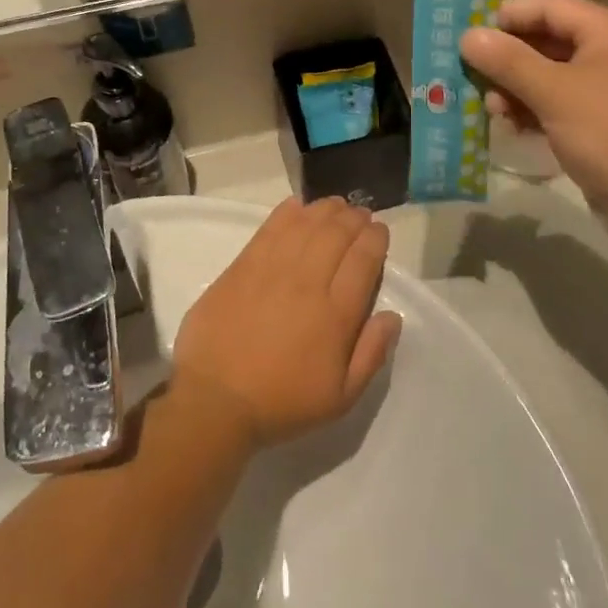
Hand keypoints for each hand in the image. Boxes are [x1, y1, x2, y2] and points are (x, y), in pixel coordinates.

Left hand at [173, 197, 402, 448]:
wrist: (215, 399)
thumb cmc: (282, 401)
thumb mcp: (340, 397)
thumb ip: (371, 354)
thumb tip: (392, 316)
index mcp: (336, 314)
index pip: (363, 260)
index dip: (375, 238)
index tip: (379, 230)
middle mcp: (307, 282)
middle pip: (336, 234)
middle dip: (354, 218)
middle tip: (360, 214)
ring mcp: (272, 269)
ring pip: (306, 224)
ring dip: (325, 209)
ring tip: (335, 205)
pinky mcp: (242, 265)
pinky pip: (270, 228)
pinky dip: (288, 212)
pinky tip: (297, 205)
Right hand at [460, 0, 607, 248]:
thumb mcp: (555, 92)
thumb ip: (508, 61)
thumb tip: (468, 36)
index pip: (549, 6)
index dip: (507, 15)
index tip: (467, 34)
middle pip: (546, 41)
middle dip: (506, 57)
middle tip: (469, 75)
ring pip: (548, 77)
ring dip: (514, 89)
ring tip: (490, 110)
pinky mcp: (602, 127)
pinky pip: (557, 106)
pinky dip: (531, 112)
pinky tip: (510, 127)